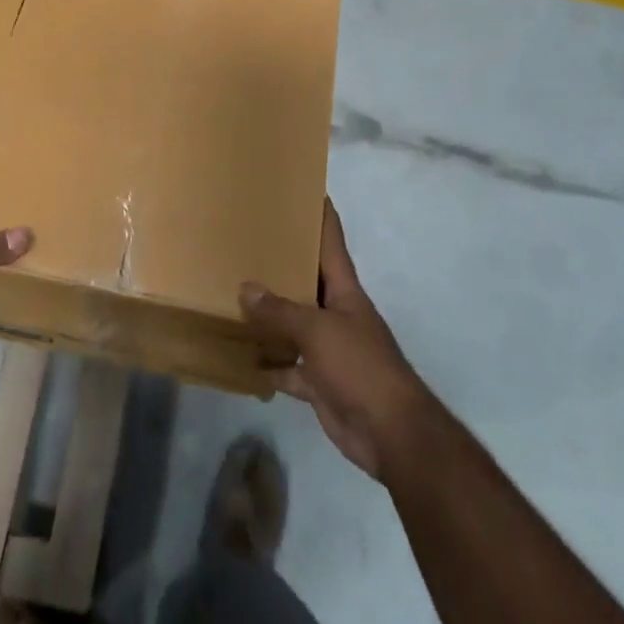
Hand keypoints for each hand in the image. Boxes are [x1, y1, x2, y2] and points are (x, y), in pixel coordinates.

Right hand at [241, 198, 432, 479]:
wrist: (390, 433)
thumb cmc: (359, 366)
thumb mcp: (317, 330)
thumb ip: (280, 310)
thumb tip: (245, 288)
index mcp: (344, 291)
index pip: (331, 243)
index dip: (321, 216)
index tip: (308, 189)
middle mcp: (336, 313)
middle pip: (306, 281)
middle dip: (282, 264)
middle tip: (248, 240)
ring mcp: (328, 349)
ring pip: (293, 324)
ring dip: (269, 315)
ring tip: (233, 292)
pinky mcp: (318, 381)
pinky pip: (287, 366)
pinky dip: (268, 364)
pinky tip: (241, 357)